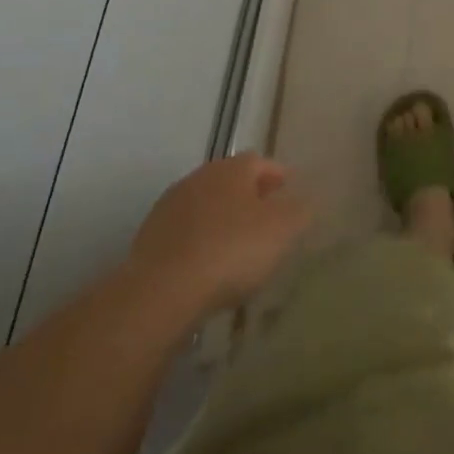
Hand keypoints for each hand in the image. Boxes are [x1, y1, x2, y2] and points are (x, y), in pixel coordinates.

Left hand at [127, 153, 312, 320]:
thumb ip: (300, 210)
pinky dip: (200, 242)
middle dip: (249, 197)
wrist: (162, 291)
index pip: (260, 161)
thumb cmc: (232, 250)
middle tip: (267, 220)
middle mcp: (198, 178)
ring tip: (238, 247)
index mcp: (231, 169)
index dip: (277, 176)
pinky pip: (185, 233)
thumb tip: (304, 201)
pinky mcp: (149, 238)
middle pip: (230, 182)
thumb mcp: (283, 229)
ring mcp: (169, 207)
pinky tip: (208, 267)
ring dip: (222, 219)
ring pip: (205, 206)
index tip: (289, 193)